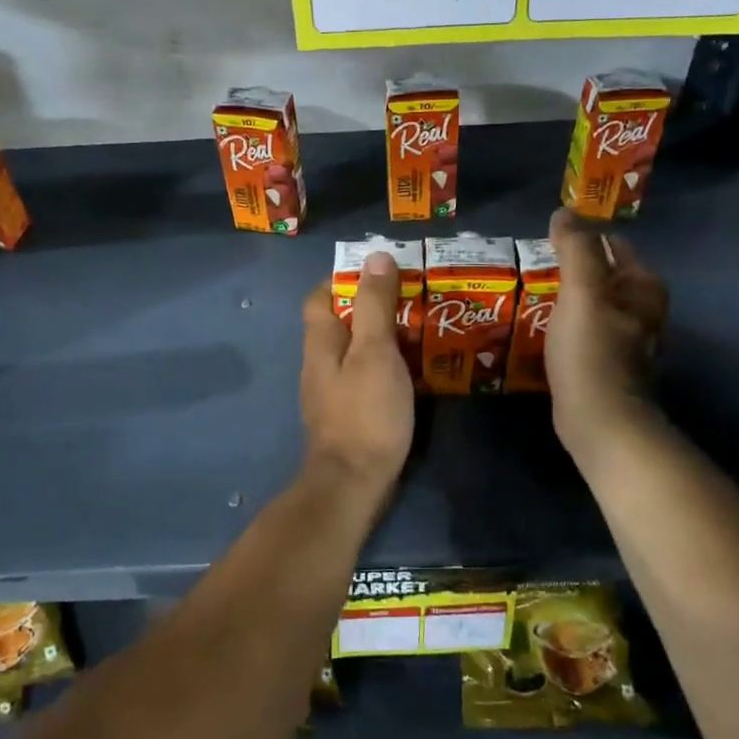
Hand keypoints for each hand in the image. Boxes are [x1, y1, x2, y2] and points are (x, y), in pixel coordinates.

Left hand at [300, 253, 414, 497]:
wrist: (353, 482)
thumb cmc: (365, 411)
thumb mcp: (375, 351)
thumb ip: (374, 305)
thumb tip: (375, 256)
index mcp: (320, 341)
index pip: (320, 296)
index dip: (344, 278)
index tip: (380, 272)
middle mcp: (319, 362)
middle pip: (340, 322)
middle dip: (371, 306)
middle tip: (412, 298)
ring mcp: (331, 391)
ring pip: (354, 350)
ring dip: (381, 336)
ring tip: (419, 329)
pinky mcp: (347, 414)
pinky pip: (364, 376)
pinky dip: (385, 365)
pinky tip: (411, 370)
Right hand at [546, 208, 669, 455]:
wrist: (600, 421)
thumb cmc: (593, 351)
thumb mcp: (583, 292)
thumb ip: (575, 248)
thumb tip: (565, 211)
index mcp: (644, 288)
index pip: (614, 246)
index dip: (583, 238)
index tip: (548, 241)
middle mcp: (642, 311)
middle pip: (604, 276)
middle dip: (573, 269)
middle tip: (533, 266)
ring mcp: (626, 341)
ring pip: (593, 305)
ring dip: (567, 298)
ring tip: (531, 294)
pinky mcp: (607, 365)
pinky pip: (584, 332)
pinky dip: (566, 325)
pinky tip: (542, 329)